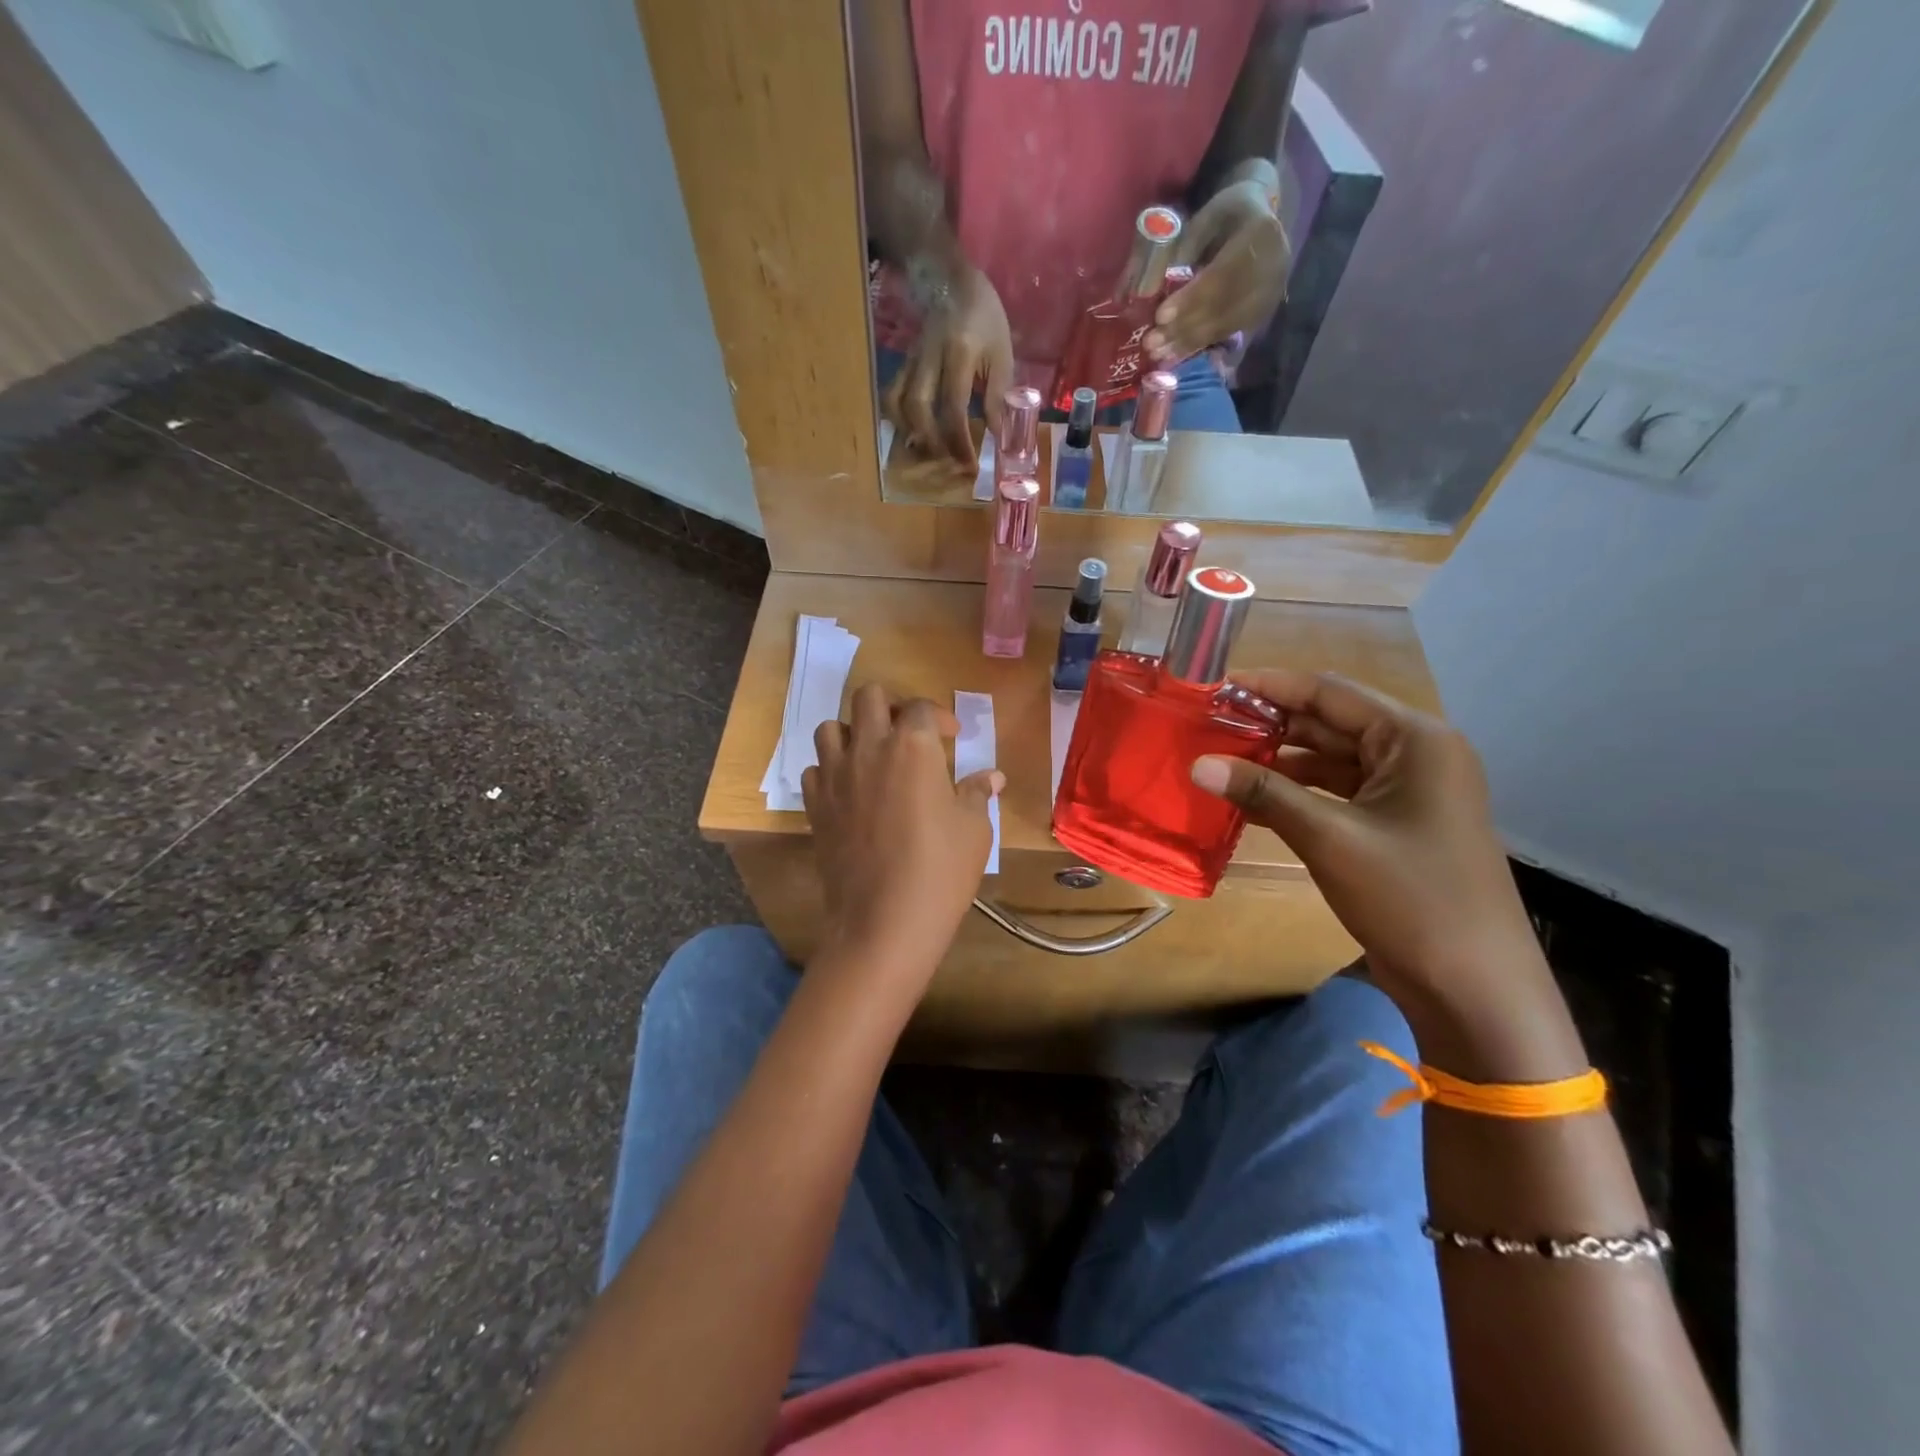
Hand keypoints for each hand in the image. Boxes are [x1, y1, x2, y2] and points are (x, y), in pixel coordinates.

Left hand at [802, 685, 1003, 989]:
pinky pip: (814, 769)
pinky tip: (849, 791)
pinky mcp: (814, 805)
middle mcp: (869, 748)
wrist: (884, 921)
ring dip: (853, 733)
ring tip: (873, 757)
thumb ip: (978, 793)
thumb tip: (992, 777)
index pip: (921, 707)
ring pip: (831, 727)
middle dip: (891, 706)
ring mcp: (835, 775)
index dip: (940, 716)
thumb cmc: (940, 870)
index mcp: (913, 746)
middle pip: (868, 697)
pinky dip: (830, 770)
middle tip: (908, 733)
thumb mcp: (974, 830)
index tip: (952, 737)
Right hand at [883, 261, 1013, 469]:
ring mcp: (912, 360)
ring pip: (899, 402)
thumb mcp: (1001, 353)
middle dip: (934, 443)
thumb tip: (999, 437)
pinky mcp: (904, 363)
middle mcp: (929, 357)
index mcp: (959, 352)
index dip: (961, 441)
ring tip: (929, 454)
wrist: (950, 278)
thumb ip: (999, 395)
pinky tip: (913, 436)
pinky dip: (899, 420)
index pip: (954, 406)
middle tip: (950, 464)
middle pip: (919, 408)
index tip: (970, 465)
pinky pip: (893, 395)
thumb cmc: (984, 316)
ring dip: (912, 434)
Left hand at [1145, 178, 1288, 362]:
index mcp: (1261, 233)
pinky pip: (1228, 334)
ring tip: (1159, 353)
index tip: (1161, 316)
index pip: (1223, 275)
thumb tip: (1150, 290)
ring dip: (1189, 343)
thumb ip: (1184, 249)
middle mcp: (1274, 267)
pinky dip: (1200, 346)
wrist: (1261, 220)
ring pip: (1225, 326)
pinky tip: (1176, 354)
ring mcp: (1271, 294)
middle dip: (1184, 328)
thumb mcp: (1206, 218)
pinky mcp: (1262, 314)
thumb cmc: (1226, 217)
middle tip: (1152, 344)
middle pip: (1223, 307)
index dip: (1191, 299)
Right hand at [1189, 669, 1540, 1005]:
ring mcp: (1405, 793)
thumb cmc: (1412, 898)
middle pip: (1329, 723)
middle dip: (1269, 725)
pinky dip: (1295, 795)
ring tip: (1217, 761)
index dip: (1270, 686)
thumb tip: (1198, 764)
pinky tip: (1248, 802)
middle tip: (1206, 726)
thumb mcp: (1330, 838)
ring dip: (1277, 762)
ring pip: (1329, 760)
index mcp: (1415, 739)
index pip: (1330, 692)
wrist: (1474, 988)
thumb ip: (1264, 793)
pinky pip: (1335, 794)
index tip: (1214, 687)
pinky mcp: (1392, 826)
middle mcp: (1414, 754)